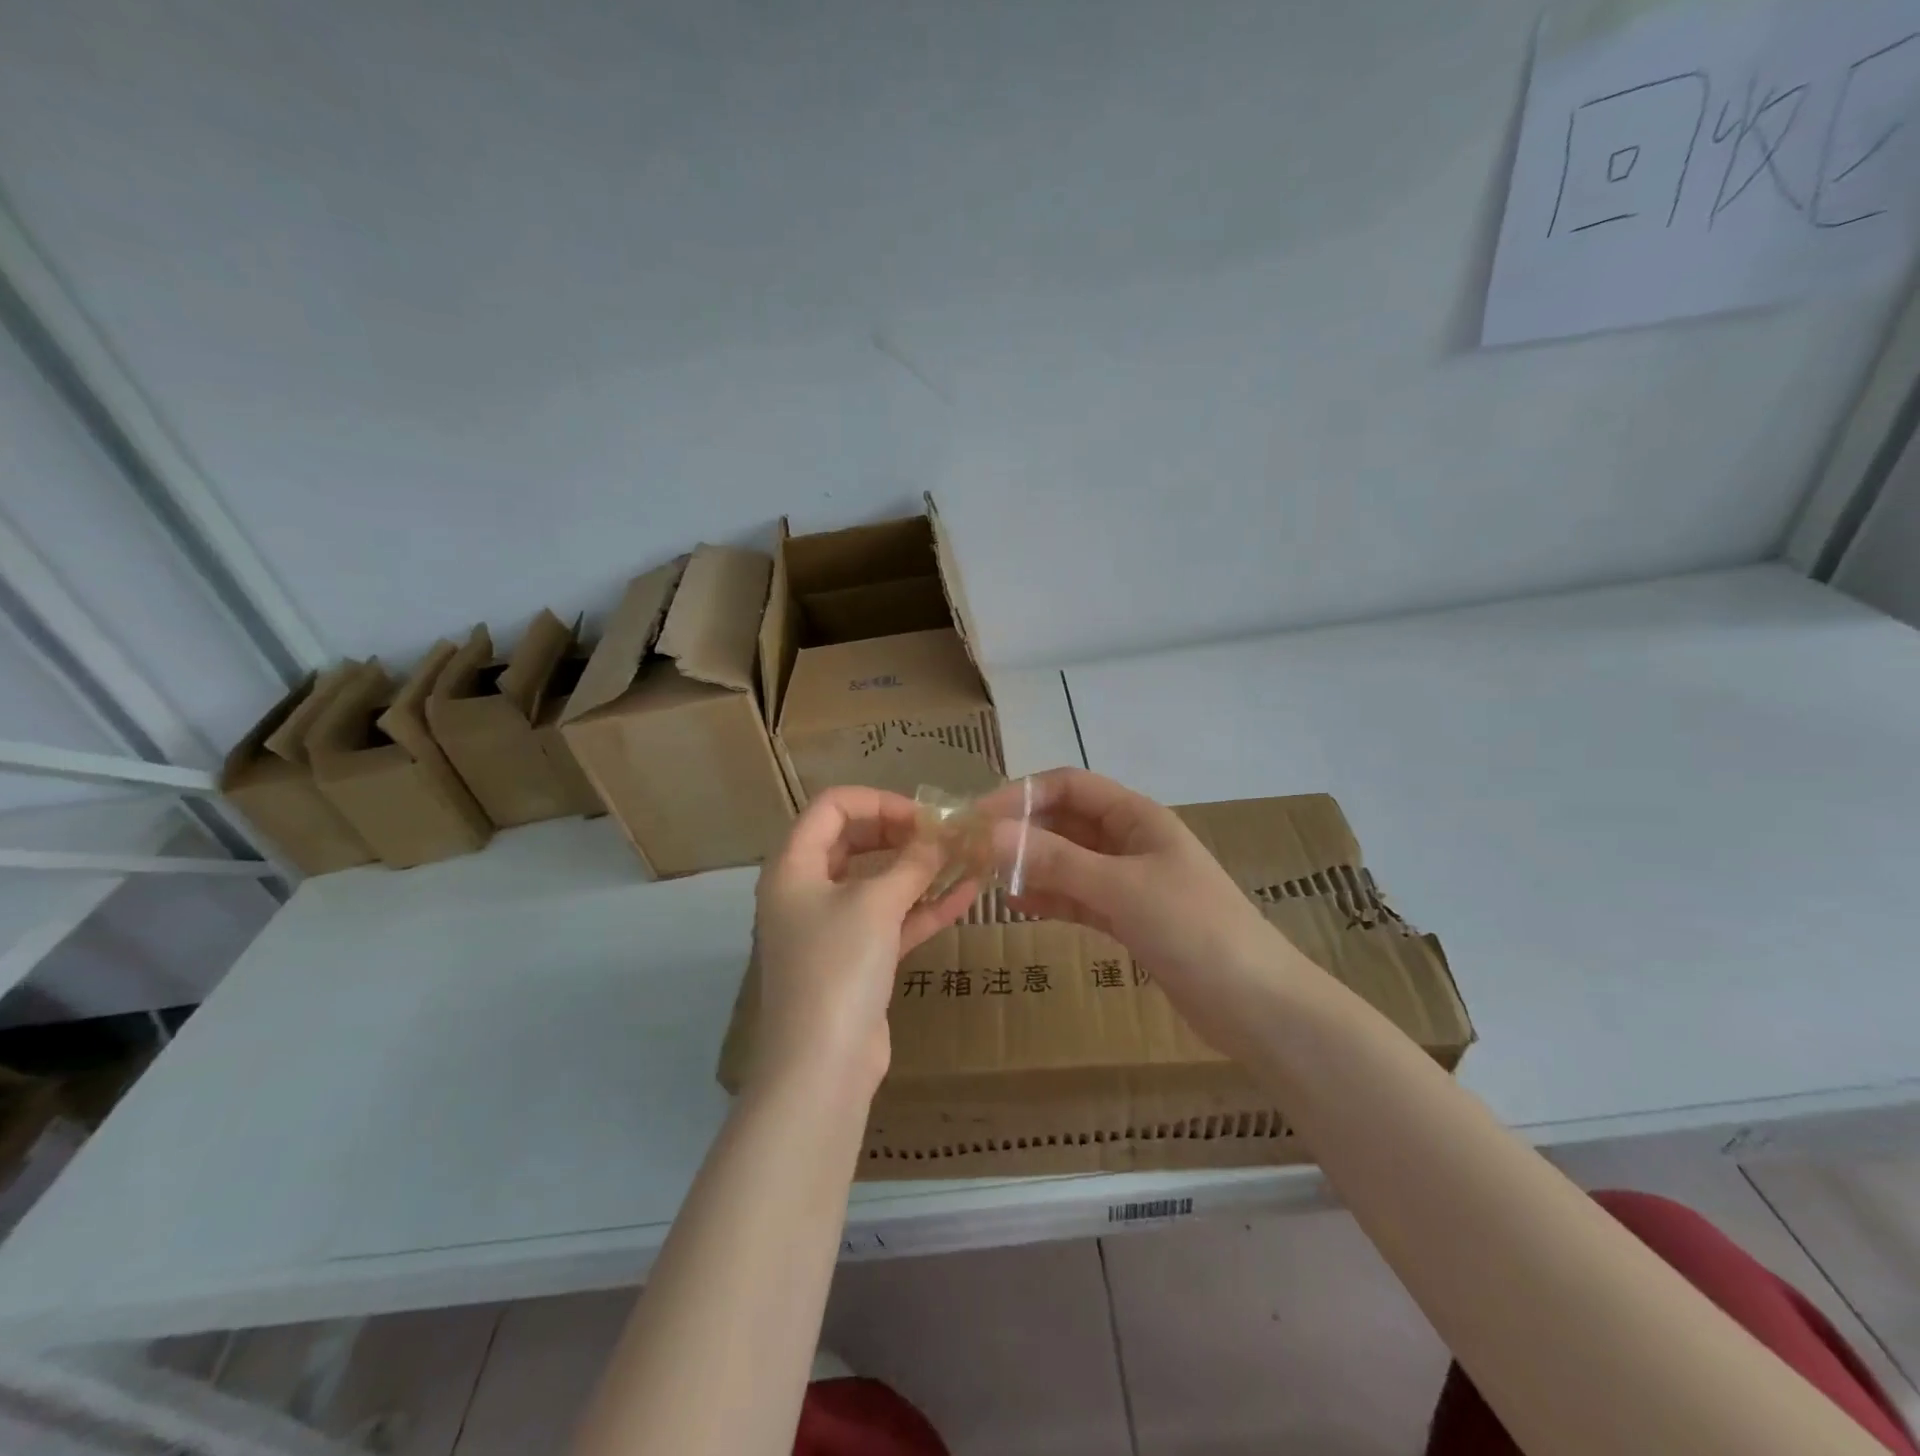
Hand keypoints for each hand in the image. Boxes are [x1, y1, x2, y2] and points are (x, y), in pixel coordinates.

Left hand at [751, 787, 981, 1102]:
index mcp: (794, 866)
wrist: (822, 1066)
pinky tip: (967, 895)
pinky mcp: (856, 960)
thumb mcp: (876, 904)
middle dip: (901, 833)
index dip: (879, 802)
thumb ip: (912, 864)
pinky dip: (924, 906)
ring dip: (918, 869)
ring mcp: (832, 928)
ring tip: (964, 858)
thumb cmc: (837, 967)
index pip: (832, 807)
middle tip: (943, 836)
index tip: (923, 816)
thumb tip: (942, 835)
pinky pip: (891, 919)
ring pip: (877, 882)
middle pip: (854, 840)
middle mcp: (807, 891)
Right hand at [979, 769, 1283, 1052]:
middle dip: (1023, 830)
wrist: (1255, 1005)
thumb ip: (1056, 861)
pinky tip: (1020, 906)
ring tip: (989, 879)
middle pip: (1066, 822)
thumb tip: (991, 832)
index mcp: (1137, 817)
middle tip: (975, 852)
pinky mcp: (1129, 919)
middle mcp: (1131, 842)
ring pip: (1068, 861)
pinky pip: (1078, 897)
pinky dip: (1050, 898)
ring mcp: (1129, 882)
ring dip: (1032, 865)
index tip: (979, 816)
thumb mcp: (1121, 889)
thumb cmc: (1193, 929)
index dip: (1023, 794)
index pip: (1070, 786)